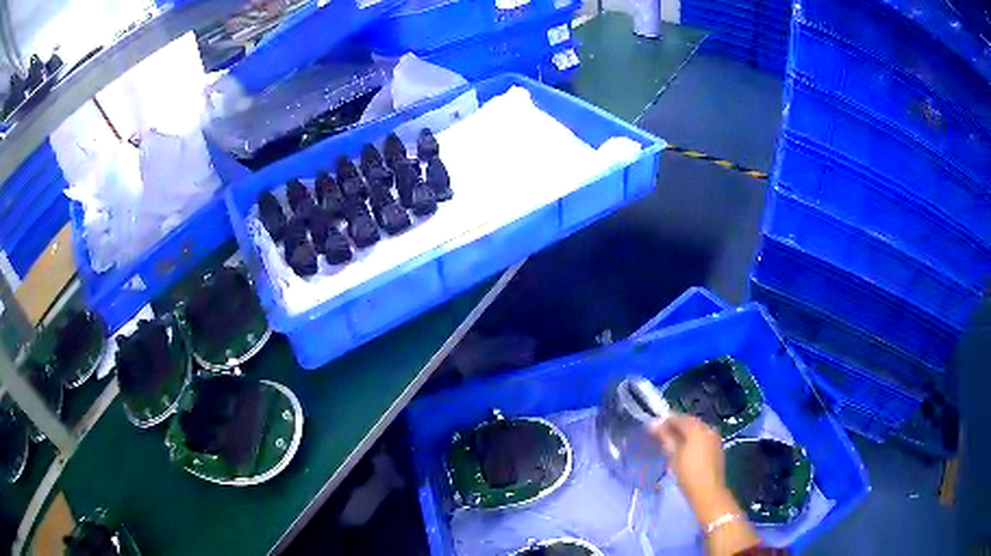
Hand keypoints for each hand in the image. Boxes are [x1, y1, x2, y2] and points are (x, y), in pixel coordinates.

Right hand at [649, 414, 724, 499]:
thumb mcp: (673, 455)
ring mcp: (714, 437)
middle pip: (689, 422)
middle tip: (661, 433)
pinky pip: (702, 436)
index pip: (679, 418)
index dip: (666, 420)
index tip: (653, 426)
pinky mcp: (717, 447)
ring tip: (671, 441)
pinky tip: (685, 447)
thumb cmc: (688, 473)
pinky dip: (692, 438)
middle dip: (676, 425)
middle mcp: (708, 428)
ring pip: (697, 429)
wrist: (708, 491)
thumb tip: (654, 423)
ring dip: (684, 432)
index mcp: (697, 429)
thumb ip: (665, 437)